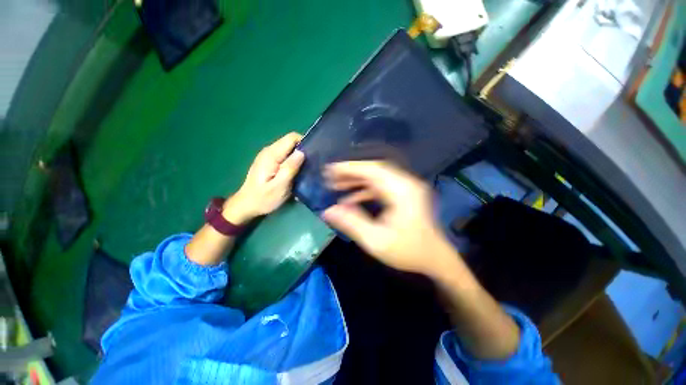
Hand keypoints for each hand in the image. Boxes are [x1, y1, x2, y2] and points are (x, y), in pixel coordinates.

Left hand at [224, 132, 304, 223]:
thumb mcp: (279, 186)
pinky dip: (293, 161)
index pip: (292, 138)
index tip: (313, 155)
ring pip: (289, 149)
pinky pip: (285, 155)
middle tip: (311, 165)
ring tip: (305, 169)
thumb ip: (290, 168)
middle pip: (291, 142)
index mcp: (271, 155)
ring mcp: (268, 156)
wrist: (246, 205)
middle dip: (303, 151)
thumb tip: (302, 153)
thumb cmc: (263, 198)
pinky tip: (296, 172)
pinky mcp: (269, 162)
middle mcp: (269, 151)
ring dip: (299, 157)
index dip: (304, 143)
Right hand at [322, 161, 457, 276]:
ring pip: (377, 177)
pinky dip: (365, 190)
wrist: (435, 259)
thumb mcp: (376, 240)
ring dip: (357, 180)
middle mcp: (406, 184)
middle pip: (374, 170)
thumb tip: (328, 211)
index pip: (373, 170)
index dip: (350, 168)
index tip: (330, 169)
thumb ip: (351, 223)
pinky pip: (381, 187)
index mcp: (402, 191)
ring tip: (337, 186)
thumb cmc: (408, 251)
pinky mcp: (404, 194)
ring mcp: (406, 188)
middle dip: (351, 173)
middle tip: (330, 177)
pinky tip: (351, 198)